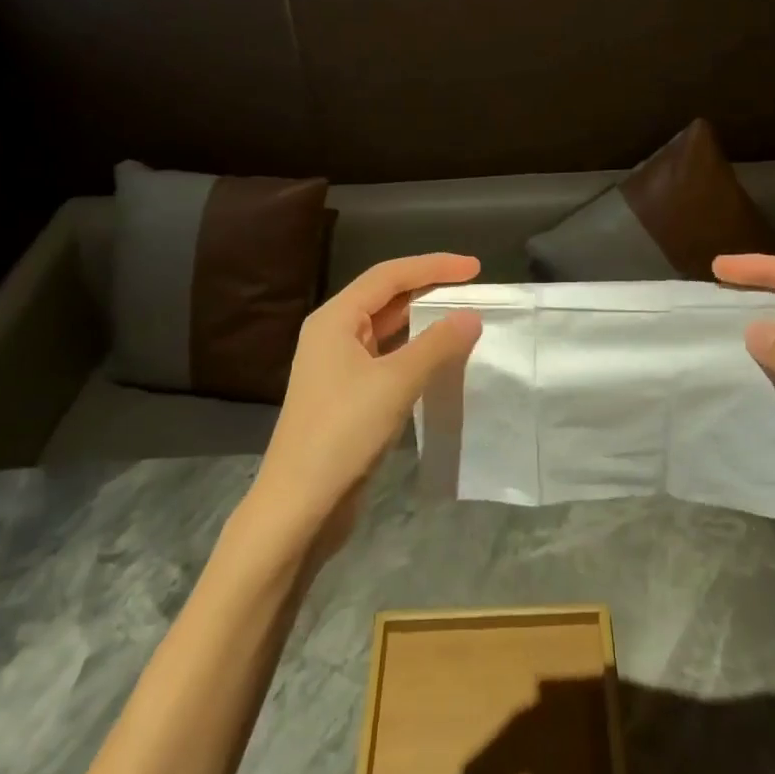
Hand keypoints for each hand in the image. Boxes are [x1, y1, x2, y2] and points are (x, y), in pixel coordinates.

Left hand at [247, 254, 482, 554]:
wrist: (299, 506)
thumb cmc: (343, 432)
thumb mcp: (395, 382)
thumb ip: (436, 344)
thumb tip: (471, 316)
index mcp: (335, 319)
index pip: (389, 275)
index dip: (433, 266)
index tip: (475, 268)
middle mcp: (333, 334)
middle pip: (386, 298)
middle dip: (429, 289)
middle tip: (474, 290)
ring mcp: (338, 367)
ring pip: (388, 330)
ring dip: (424, 322)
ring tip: (464, 319)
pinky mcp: (347, 397)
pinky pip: (388, 359)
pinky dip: (416, 353)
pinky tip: (442, 361)